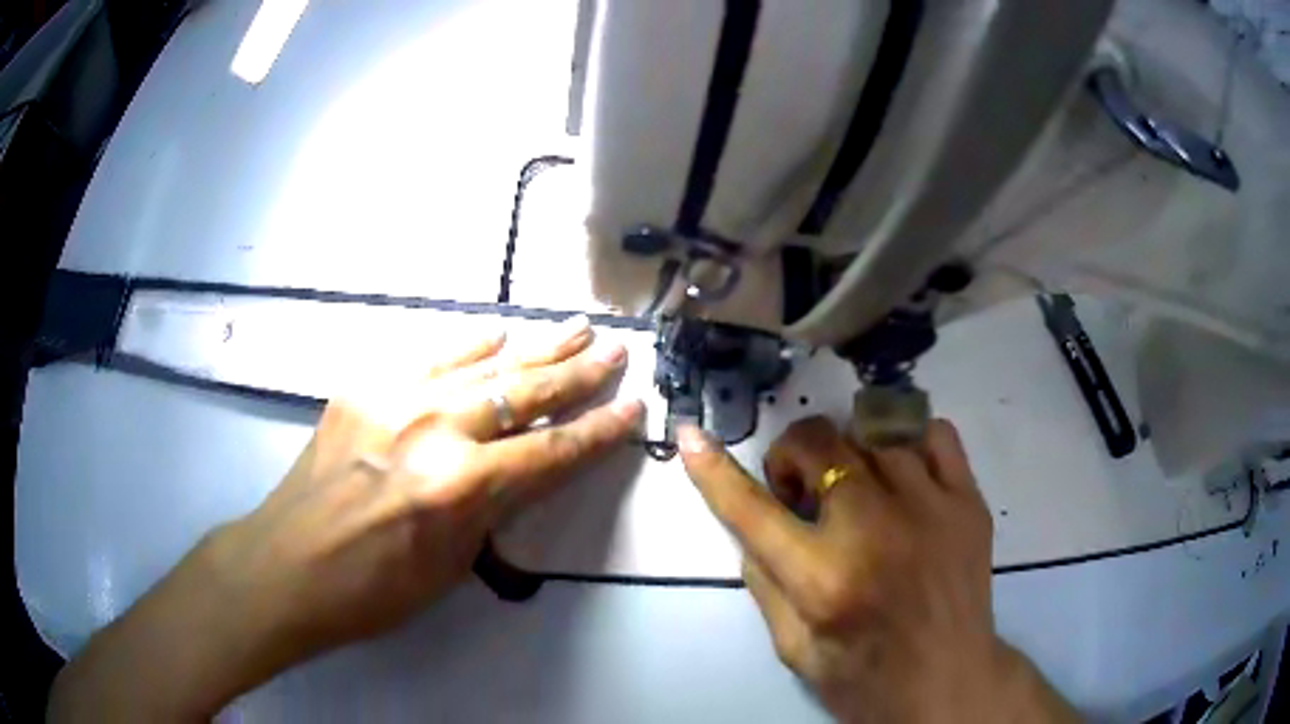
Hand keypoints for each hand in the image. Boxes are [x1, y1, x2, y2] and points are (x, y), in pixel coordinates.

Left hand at [50, 316, 643, 720]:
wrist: (287, 565)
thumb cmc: (372, 589)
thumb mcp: (451, 566)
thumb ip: (490, 509)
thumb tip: (520, 470)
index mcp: (461, 488)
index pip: (552, 453)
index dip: (599, 432)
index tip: (634, 408)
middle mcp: (433, 430)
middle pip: (524, 394)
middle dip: (579, 373)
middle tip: (615, 348)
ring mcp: (394, 398)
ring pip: (482, 365)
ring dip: (533, 348)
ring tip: (574, 328)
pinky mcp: (363, 387)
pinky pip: (427, 357)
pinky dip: (466, 345)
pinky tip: (494, 334)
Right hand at [678, 417, 1077, 723]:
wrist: (948, 680)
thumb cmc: (864, 676)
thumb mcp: (792, 648)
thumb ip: (763, 581)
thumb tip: (751, 523)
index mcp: (823, 580)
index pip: (752, 510)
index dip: (714, 470)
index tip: (691, 436)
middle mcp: (876, 531)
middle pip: (819, 445)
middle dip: (793, 458)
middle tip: (800, 492)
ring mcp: (931, 508)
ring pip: (873, 432)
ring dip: (847, 454)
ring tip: (853, 486)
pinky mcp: (968, 501)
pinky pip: (935, 433)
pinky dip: (907, 441)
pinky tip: (901, 473)